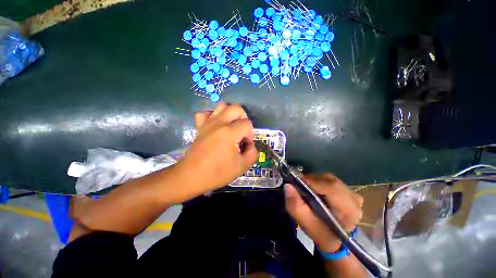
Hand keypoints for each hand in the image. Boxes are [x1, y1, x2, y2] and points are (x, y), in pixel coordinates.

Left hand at [177, 102, 258, 190]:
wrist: (191, 176)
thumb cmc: (217, 172)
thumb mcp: (241, 166)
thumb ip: (252, 153)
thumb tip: (250, 146)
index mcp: (230, 132)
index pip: (247, 124)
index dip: (250, 135)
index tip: (245, 146)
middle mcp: (219, 123)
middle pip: (237, 108)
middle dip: (243, 118)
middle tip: (242, 132)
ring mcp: (208, 123)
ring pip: (222, 106)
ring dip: (230, 114)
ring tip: (231, 126)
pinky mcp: (200, 126)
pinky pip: (205, 113)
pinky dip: (213, 116)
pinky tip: (216, 125)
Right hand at [284, 174, 362, 252]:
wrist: (335, 239)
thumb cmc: (321, 232)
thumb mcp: (306, 223)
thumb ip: (296, 206)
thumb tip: (288, 185)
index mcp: (348, 210)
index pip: (330, 187)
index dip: (312, 181)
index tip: (296, 181)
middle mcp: (354, 199)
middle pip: (330, 180)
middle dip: (312, 180)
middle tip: (299, 184)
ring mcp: (353, 194)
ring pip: (330, 178)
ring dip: (315, 180)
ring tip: (306, 186)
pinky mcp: (349, 191)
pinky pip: (332, 180)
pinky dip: (320, 181)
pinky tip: (315, 188)